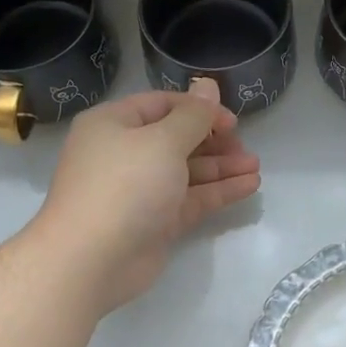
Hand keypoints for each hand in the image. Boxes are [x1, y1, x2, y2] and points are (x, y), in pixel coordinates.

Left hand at [32, 80, 260, 311]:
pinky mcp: (154, 222)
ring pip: (186, 171)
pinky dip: (217, 191)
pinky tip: (249, 186)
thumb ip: (193, 116)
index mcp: (114, 124)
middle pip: (176, 138)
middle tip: (244, 146)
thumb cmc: (125, 185)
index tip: (232, 120)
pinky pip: (190, 199)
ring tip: (255, 166)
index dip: (199, 109)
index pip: (162, 105)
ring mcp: (139, 190)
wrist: (90, 260)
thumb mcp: (163, 141)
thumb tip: (207, 85)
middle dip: (213, 140)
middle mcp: (124, 153)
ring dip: (221, 167)